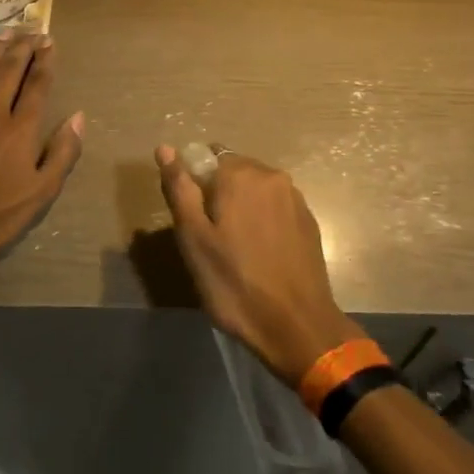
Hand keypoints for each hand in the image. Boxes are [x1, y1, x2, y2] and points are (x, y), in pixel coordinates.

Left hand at [0, 30, 84, 282]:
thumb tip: (78, 116)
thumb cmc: (1, 214)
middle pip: (8, 71)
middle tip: (30, 30)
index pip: (37, 85)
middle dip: (22, 47)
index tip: (50, 42)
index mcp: (21, 130)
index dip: (45, 60)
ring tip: (4, 34)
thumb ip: (63, 152)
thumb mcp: (44, 191)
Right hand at [155, 146, 363, 384]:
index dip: (193, 184)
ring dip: (241, 206)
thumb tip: (165, 148)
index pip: (206, 156)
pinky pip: (275, 207)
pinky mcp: (308, 220)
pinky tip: (259, 252)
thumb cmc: (235, 283)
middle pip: (233, 170)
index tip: (191, 219)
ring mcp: (295, 198)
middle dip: (217, 193)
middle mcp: (271, 176)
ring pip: (256, 189)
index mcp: (240, 175)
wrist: (296, 325)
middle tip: (209, 237)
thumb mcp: (194, 239)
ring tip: (235, 247)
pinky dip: (262, 219)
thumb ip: (180, 189)